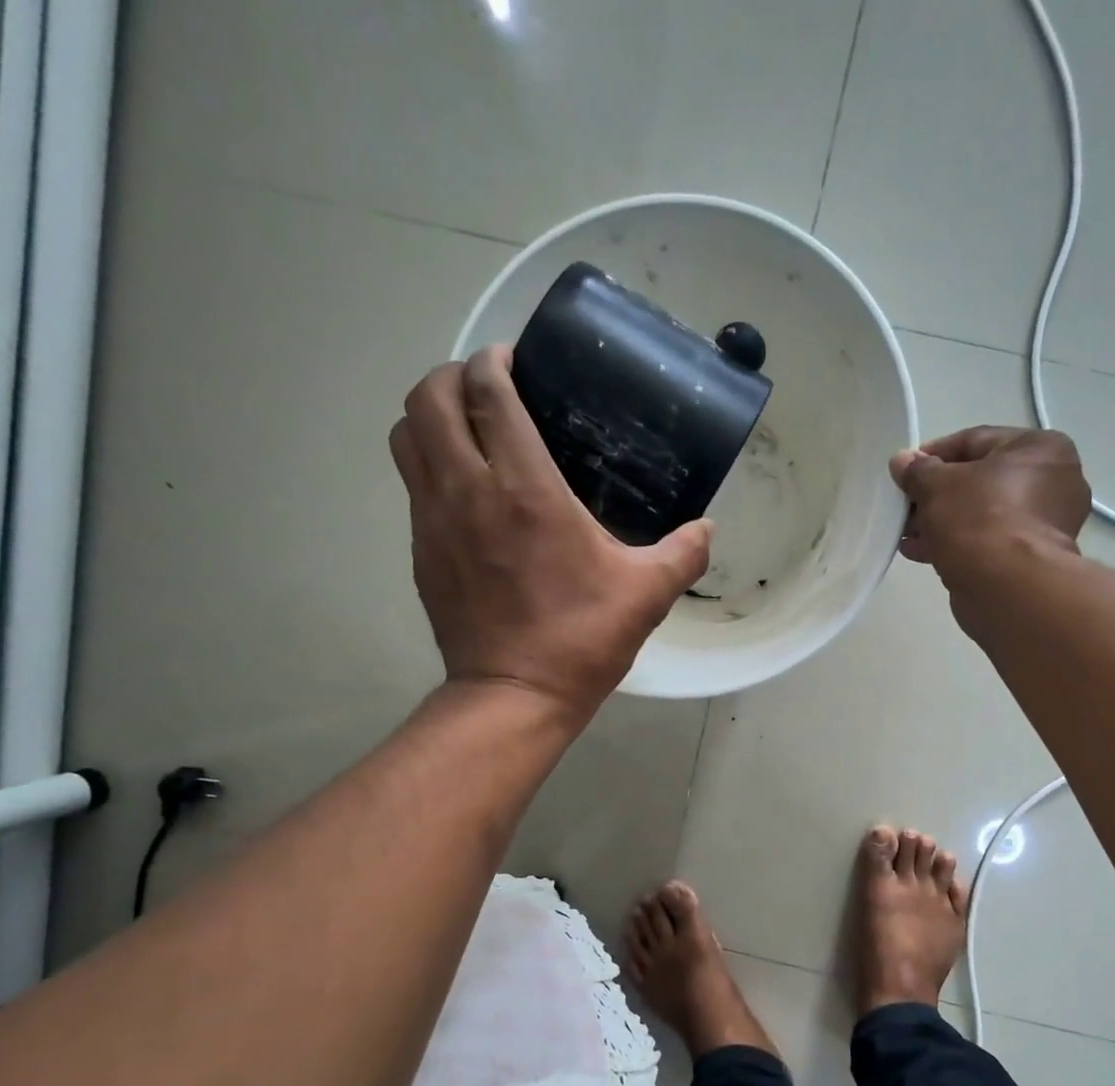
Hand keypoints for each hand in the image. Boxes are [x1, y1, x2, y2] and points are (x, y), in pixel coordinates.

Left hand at [390, 347, 711, 722]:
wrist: (514, 695)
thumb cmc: (580, 639)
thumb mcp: (646, 594)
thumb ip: (683, 553)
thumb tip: (707, 528)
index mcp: (525, 489)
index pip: (487, 393)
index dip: (493, 362)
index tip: (514, 363)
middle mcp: (468, 490)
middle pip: (429, 398)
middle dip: (453, 376)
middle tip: (490, 391)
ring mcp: (434, 521)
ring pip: (406, 436)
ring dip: (431, 417)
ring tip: (469, 430)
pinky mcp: (421, 551)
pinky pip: (412, 484)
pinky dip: (430, 465)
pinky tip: (468, 490)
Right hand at [889, 427, 1091, 578]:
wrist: (1008, 586)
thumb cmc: (978, 519)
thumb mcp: (937, 486)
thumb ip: (918, 471)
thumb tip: (902, 461)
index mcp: (1040, 448)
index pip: (975, 441)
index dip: (933, 455)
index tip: (904, 472)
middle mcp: (1053, 480)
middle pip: (979, 480)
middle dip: (936, 495)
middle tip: (905, 507)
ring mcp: (1046, 523)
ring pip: (981, 513)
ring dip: (941, 522)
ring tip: (907, 534)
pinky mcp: (1032, 557)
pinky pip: (988, 540)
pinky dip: (957, 543)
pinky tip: (921, 552)